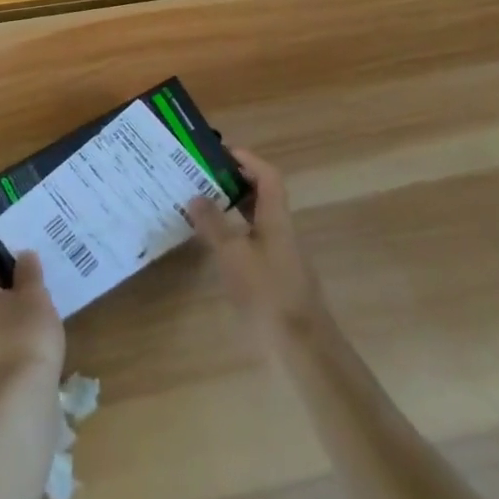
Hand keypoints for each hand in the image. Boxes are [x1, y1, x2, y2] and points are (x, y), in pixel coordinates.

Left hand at [0, 249, 64, 401]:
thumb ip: (28, 271)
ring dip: (1, 314)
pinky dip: (0, 339)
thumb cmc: (23, 334)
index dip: (5, 256)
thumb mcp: (35, 295)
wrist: (15, 404)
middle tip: (31, 288)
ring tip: (32, 317)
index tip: (27, 263)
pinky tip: (24, 344)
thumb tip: (22, 256)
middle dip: (2, 286)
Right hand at [188, 148, 323, 341]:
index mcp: (277, 218)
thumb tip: (195, 195)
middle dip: (234, 181)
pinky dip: (234, 233)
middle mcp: (282, 230)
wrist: (302, 347)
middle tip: (202, 176)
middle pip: (262, 194)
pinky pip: (253, 240)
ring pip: (256, 218)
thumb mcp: (234, 256)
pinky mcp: (275, 275)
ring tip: (200, 205)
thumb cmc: (268, 293)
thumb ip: (214, 224)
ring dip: (232, 207)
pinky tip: (213, 244)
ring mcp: (281, 254)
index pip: (267, 176)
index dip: (247, 159)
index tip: (220, 151)